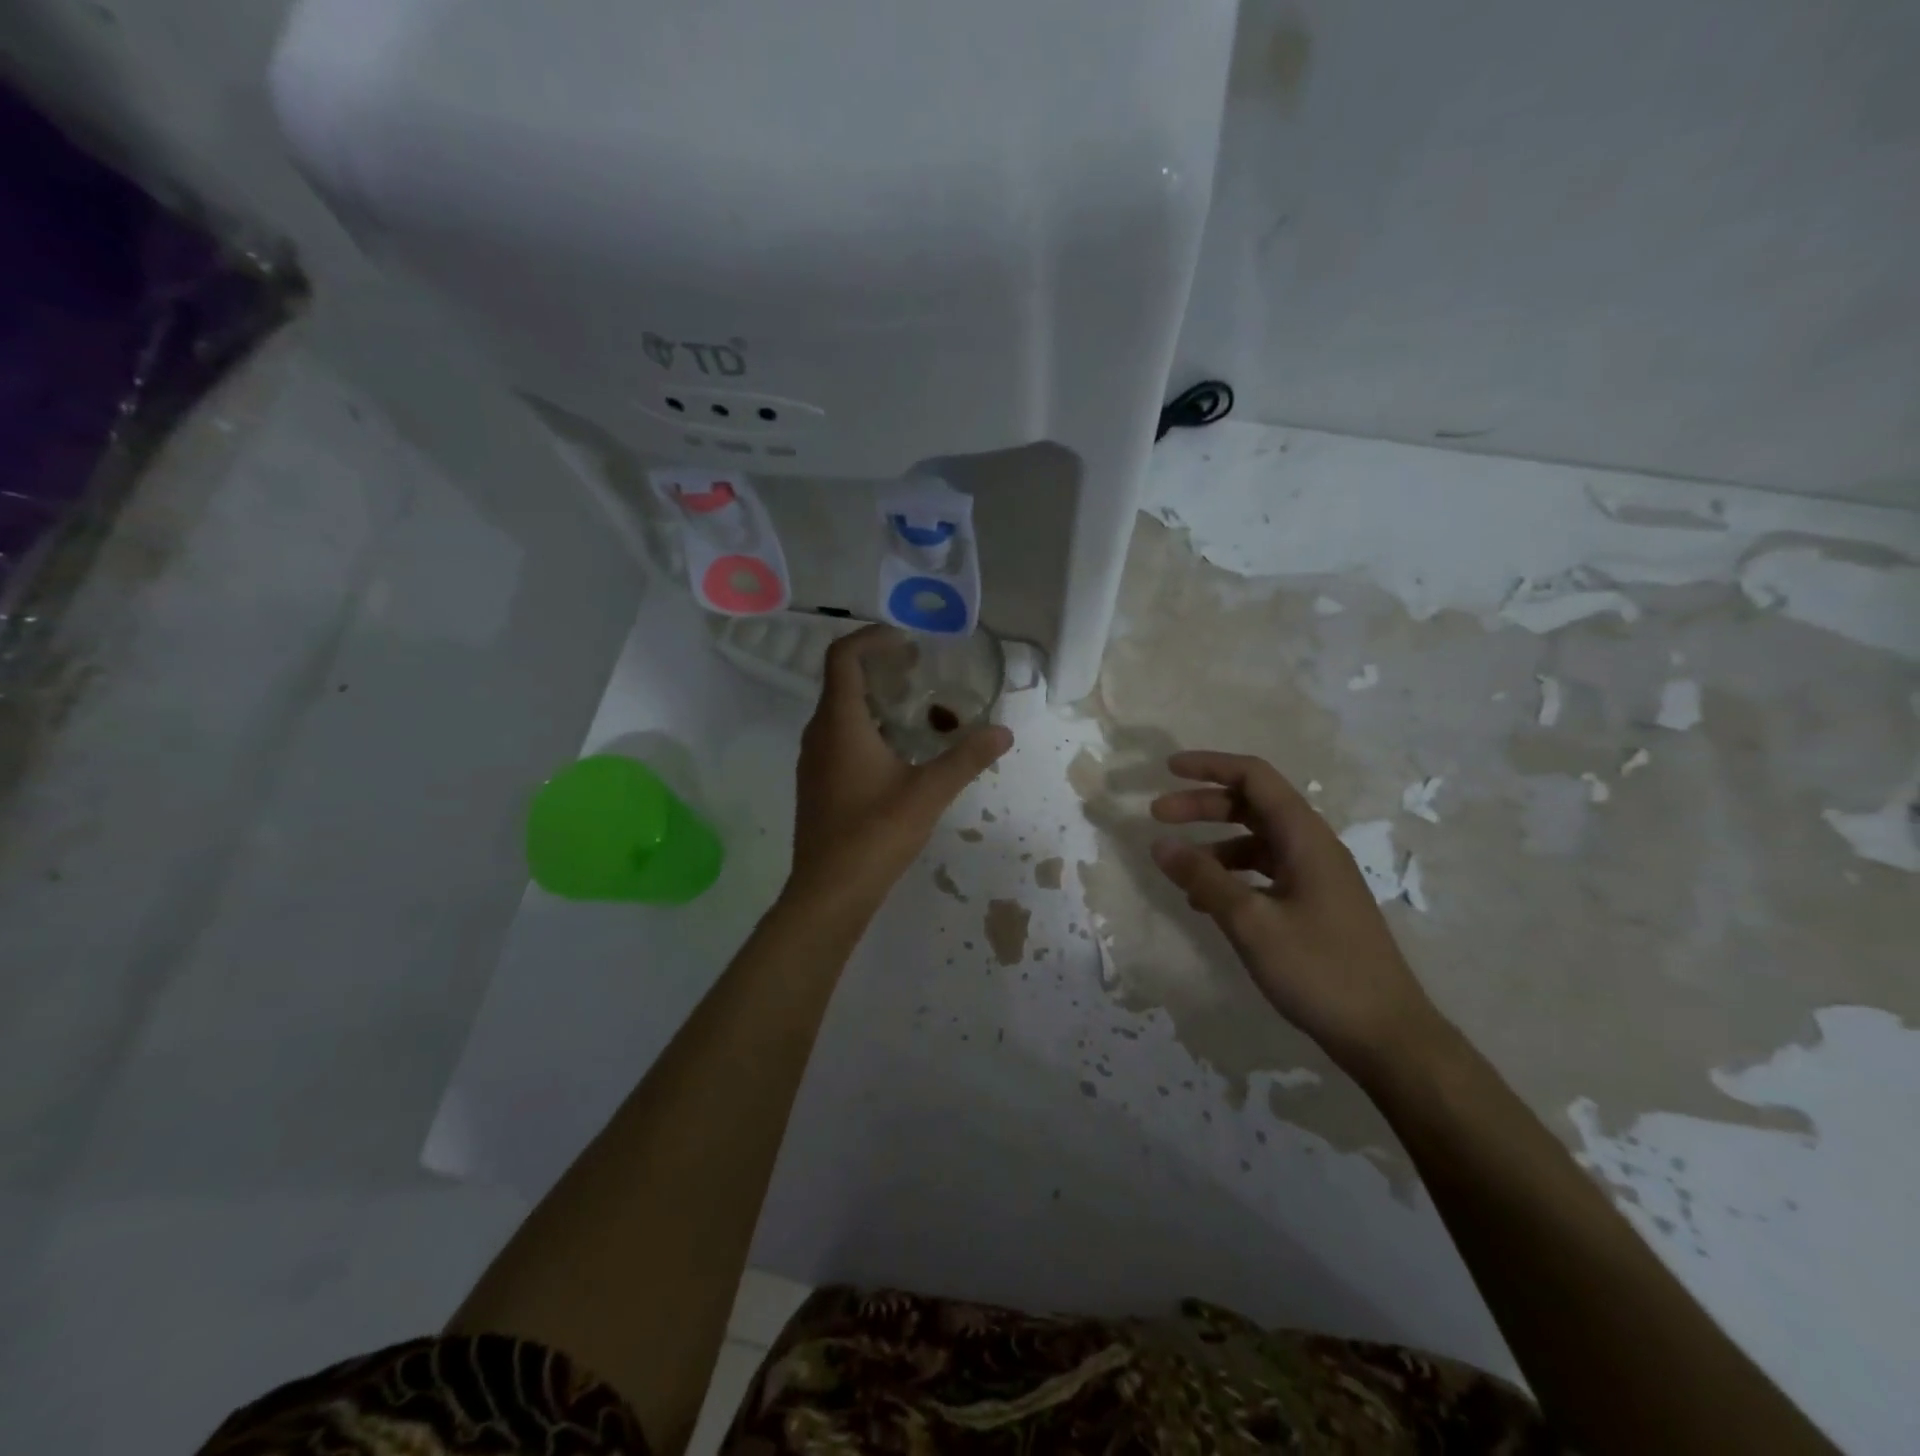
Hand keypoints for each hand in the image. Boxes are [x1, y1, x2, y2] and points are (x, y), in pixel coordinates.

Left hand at [785, 625, 1012, 914]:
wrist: (829, 891)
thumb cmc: (875, 833)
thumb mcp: (929, 792)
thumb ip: (966, 757)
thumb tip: (1004, 731)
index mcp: (840, 723)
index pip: (842, 656)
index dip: (872, 638)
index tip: (907, 642)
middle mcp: (818, 733)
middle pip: (842, 681)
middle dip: (880, 668)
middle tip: (919, 671)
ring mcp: (813, 760)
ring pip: (840, 712)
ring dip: (874, 700)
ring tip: (915, 709)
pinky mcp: (816, 783)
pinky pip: (838, 738)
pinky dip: (866, 728)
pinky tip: (898, 752)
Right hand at [1149, 751, 1443, 1074]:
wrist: (1387, 1036)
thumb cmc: (1320, 971)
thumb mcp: (1252, 923)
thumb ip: (1204, 879)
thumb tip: (1159, 843)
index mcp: (1305, 838)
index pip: (1255, 778)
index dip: (1210, 766)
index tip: (1167, 770)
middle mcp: (1312, 847)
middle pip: (1252, 806)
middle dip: (1203, 805)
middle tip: (1157, 816)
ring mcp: (1315, 877)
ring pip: (1256, 841)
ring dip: (1214, 844)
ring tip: (1177, 867)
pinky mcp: (1314, 905)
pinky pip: (1264, 872)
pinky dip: (1231, 875)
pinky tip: (1206, 901)